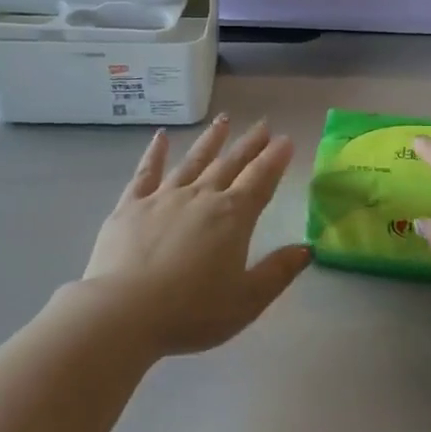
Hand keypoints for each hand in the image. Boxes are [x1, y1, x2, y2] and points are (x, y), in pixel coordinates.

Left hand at [80, 115, 309, 357]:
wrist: (123, 312)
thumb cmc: (191, 312)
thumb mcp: (247, 300)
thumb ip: (278, 272)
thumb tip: (307, 248)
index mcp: (232, 217)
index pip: (260, 180)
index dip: (275, 159)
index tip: (286, 139)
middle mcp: (201, 197)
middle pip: (230, 164)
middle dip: (250, 144)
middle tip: (263, 125)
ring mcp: (163, 197)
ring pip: (193, 160)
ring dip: (211, 140)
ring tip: (224, 119)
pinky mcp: (131, 205)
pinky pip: (146, 172)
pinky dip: (155, 153)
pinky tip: (161, 137)